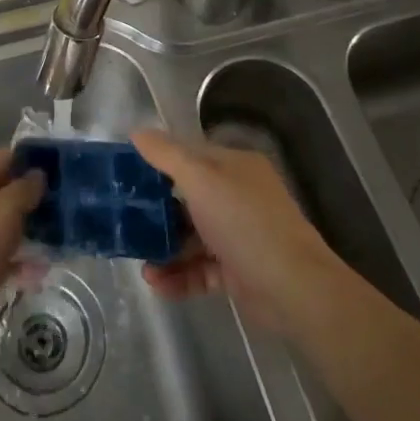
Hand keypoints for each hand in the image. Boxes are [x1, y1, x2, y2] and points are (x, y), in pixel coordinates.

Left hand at [0, 149, 44, 359]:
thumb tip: (38, 174)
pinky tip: (38, 273)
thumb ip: (26, 188)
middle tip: (62, 210)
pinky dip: (14, 261)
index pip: (4, 157)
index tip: (60, 175)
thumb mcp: (6, 209)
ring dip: (25, 232)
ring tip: (56, 241)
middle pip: (2, 191)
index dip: (32, 163)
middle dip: (31, 200)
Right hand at [132, 130, 348, 332]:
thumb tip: (137, 131)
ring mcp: (239, 234)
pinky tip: (157, 284)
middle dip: (157, 212)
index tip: (125, 174)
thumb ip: (166, 155)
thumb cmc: (245, 223)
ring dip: (165, 249)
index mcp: (234, 166)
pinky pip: (200, 269)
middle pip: (188, 197)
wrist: (294, 289)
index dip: (157, 161)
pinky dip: (179, 275)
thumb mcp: (201, 180)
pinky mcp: (238, 271)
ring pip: (192, 236)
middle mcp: (238, 195)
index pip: (190, 155)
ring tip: (141, 265)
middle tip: (126, 222)